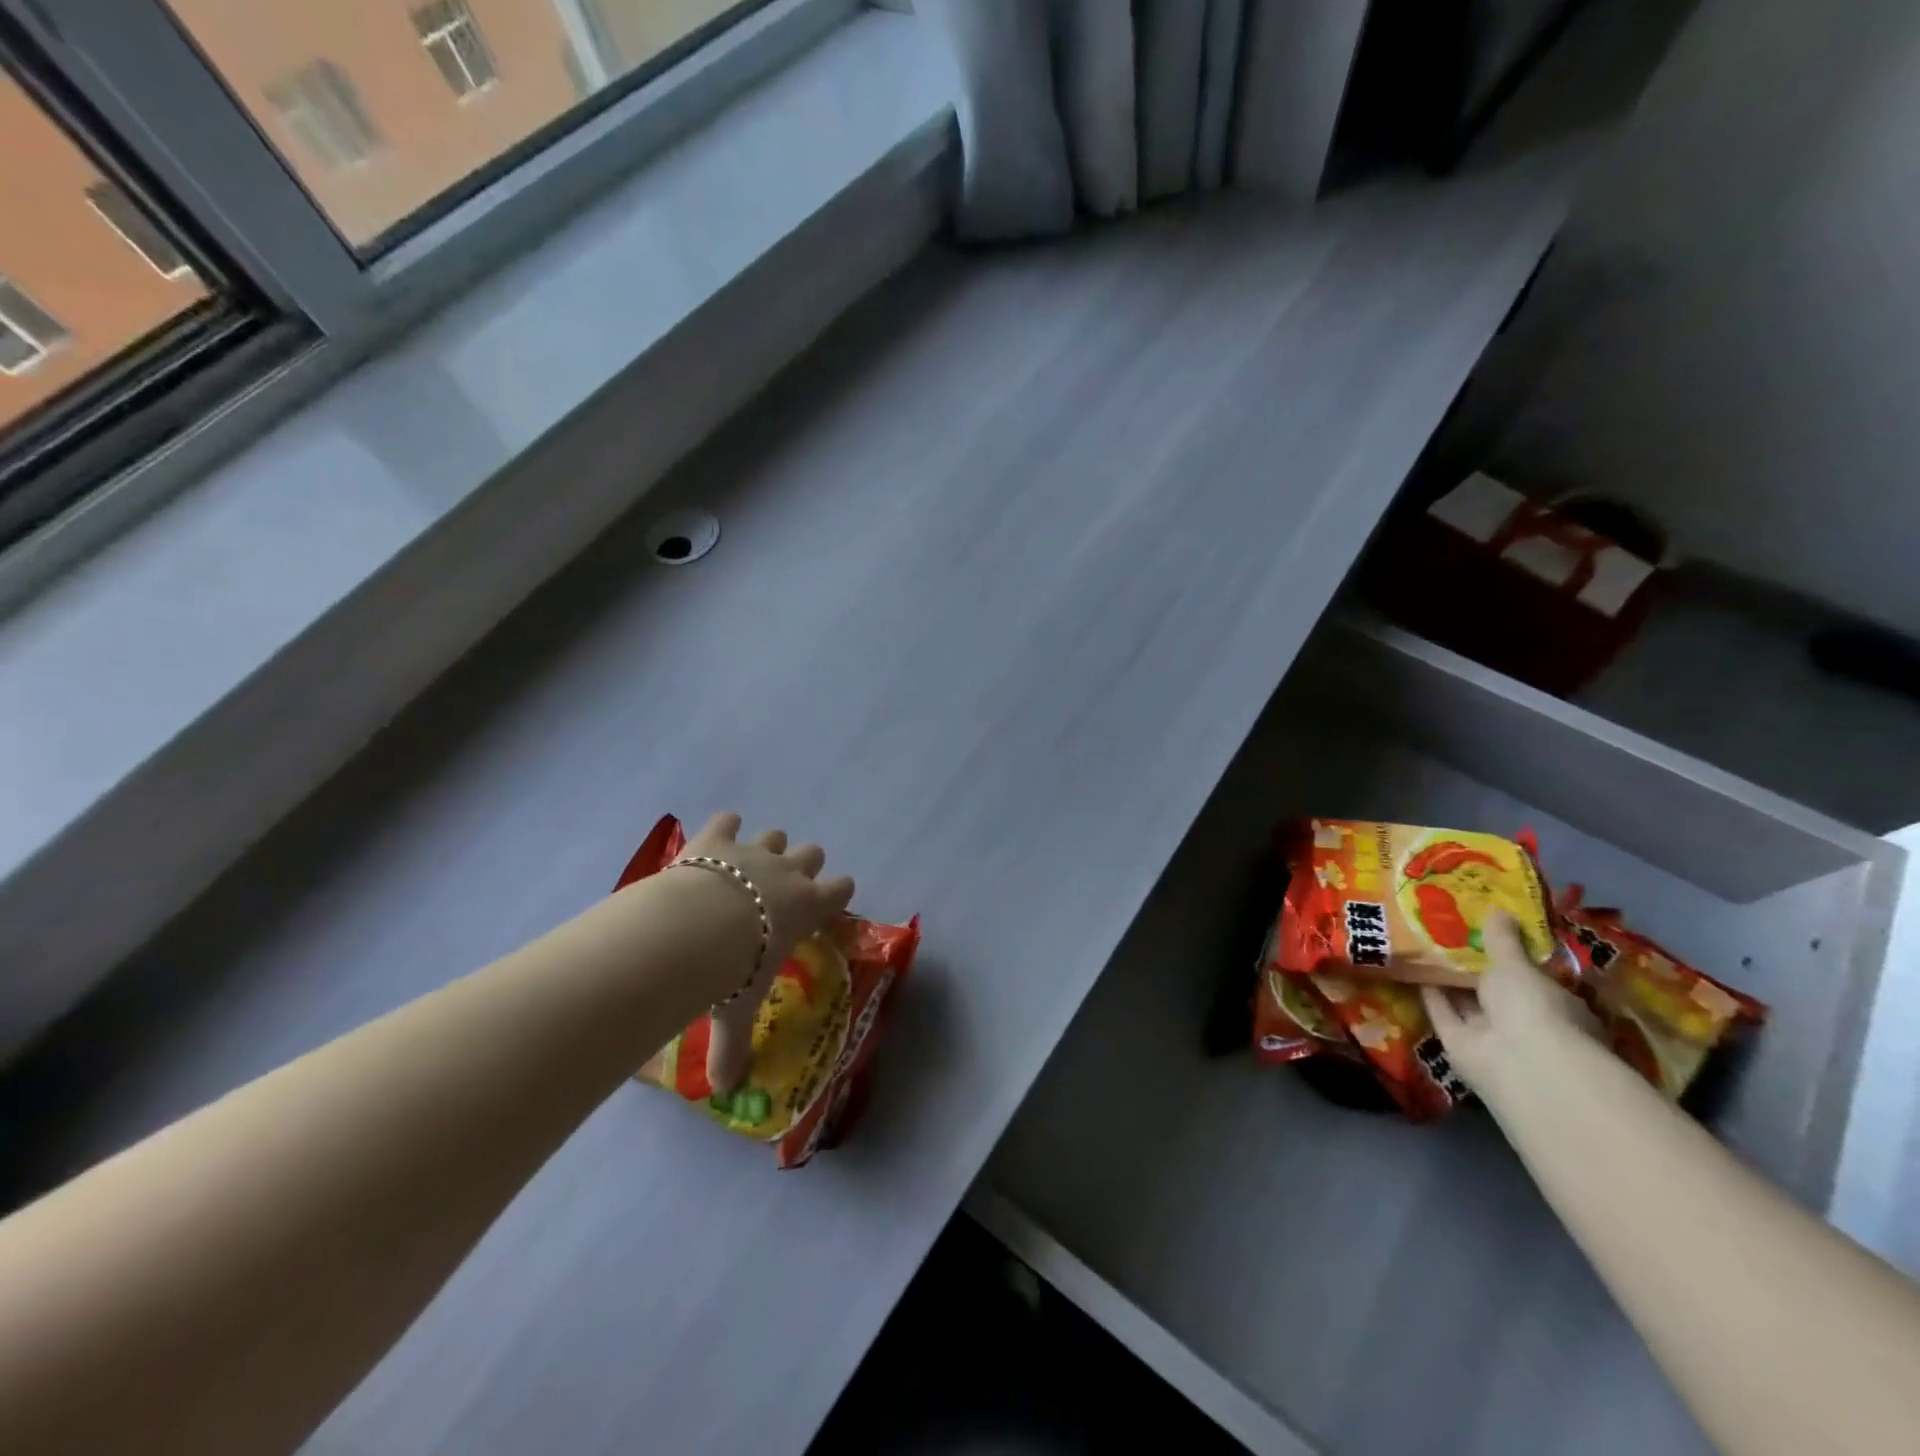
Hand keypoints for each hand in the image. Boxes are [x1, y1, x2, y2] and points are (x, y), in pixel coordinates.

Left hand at [677, 812, 855, 1092]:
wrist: (696, 925)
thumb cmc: (734, 968)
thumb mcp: (738, 1011)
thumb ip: (733, 1048)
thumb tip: (725, 1091)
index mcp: (808, 906)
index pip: (842, 888)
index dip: (837, 892)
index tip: (826, 903)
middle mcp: (789, 872)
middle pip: (813, 852)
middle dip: (802, 866)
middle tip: (781, 889)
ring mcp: (755, 850)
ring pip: (776, 835)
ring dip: (766, 847)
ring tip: (746, 867)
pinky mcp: (718, 837)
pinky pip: (727, 820)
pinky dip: (722, 829)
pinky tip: (712, 842)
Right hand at [1420, 911, 1597, 1109]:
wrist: (1521, 1063)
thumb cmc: (1536, 1008)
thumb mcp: (1519, 966)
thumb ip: (1504, 940)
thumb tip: (1499, 909)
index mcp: (1555, 1005)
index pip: (1533, 978)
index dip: (1511, 956)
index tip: (1487, 931)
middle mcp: (1525, 1023)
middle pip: (1495, 991)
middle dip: (1473, 966)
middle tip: (1446, 931)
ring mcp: (1492, 1036)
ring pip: (1466, 1002)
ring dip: (1447, 978)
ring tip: (1421, 942)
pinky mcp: (1459, 1045)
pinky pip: (1443, 1013)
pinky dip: (1429, 993)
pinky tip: (1411, 967)